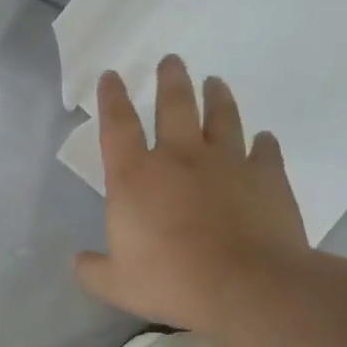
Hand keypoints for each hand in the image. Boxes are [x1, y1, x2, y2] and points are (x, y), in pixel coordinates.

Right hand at [74, 56, 308, 332]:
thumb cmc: (171, 281)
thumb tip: (79, 261)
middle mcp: (180, 157)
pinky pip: (265, 151)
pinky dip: (263, 143)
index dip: (111, 98)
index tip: (112, 75)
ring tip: (216, 81)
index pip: (117, 125)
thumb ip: (93, 270)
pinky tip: (263, 139)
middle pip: (174, 105)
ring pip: (222, 117)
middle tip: (172, 61)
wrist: (246, 286)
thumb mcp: (116, 285)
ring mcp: (227, 163)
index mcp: (135, 177)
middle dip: (170, 80)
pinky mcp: (267, 177)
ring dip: (217, 96)